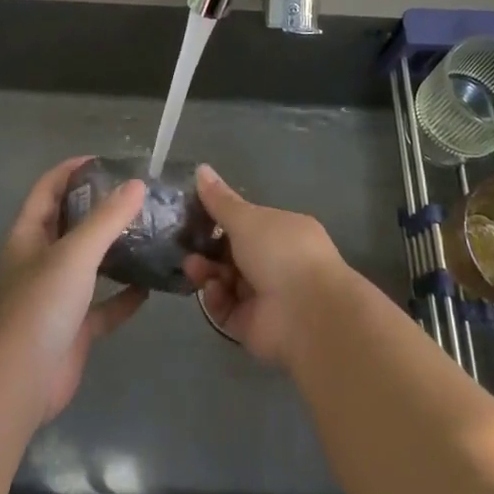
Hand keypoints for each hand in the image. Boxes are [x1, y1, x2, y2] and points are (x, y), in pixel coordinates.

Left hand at [0, 157, 148, 421]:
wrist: (19, 383)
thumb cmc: (40, 305)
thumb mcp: (75, 253)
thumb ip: (107, 219)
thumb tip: (137, 184)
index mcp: (29, 235)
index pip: (48, 189)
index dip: (71, 171)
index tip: (104, 161)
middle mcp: (40, 261)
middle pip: (70, 224)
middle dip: (99, 208)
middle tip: (136, 195)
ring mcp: (56, 297)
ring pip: (89, 264)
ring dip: (114, 251)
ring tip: (149, 232)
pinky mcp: (74, 329)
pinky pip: (103, 306)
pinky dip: (124, 297)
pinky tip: (151, 286)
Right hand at [183, 164, 354, 365]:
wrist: (307, 315)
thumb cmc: (280, 252)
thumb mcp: (246, 218)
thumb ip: (220, 200)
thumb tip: (201, 168)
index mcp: (282, 232)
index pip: (246, 223)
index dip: (219, 219)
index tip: (192, 214)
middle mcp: (276, 263)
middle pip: (231, 253)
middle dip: (207, 248)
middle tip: (186, 244)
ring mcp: (264, 296)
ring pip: (225, 281)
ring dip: (206, 272)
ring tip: (193, 267)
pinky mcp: (252, 325)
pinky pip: (225, 309)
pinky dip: (216, 299)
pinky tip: (213, 290)